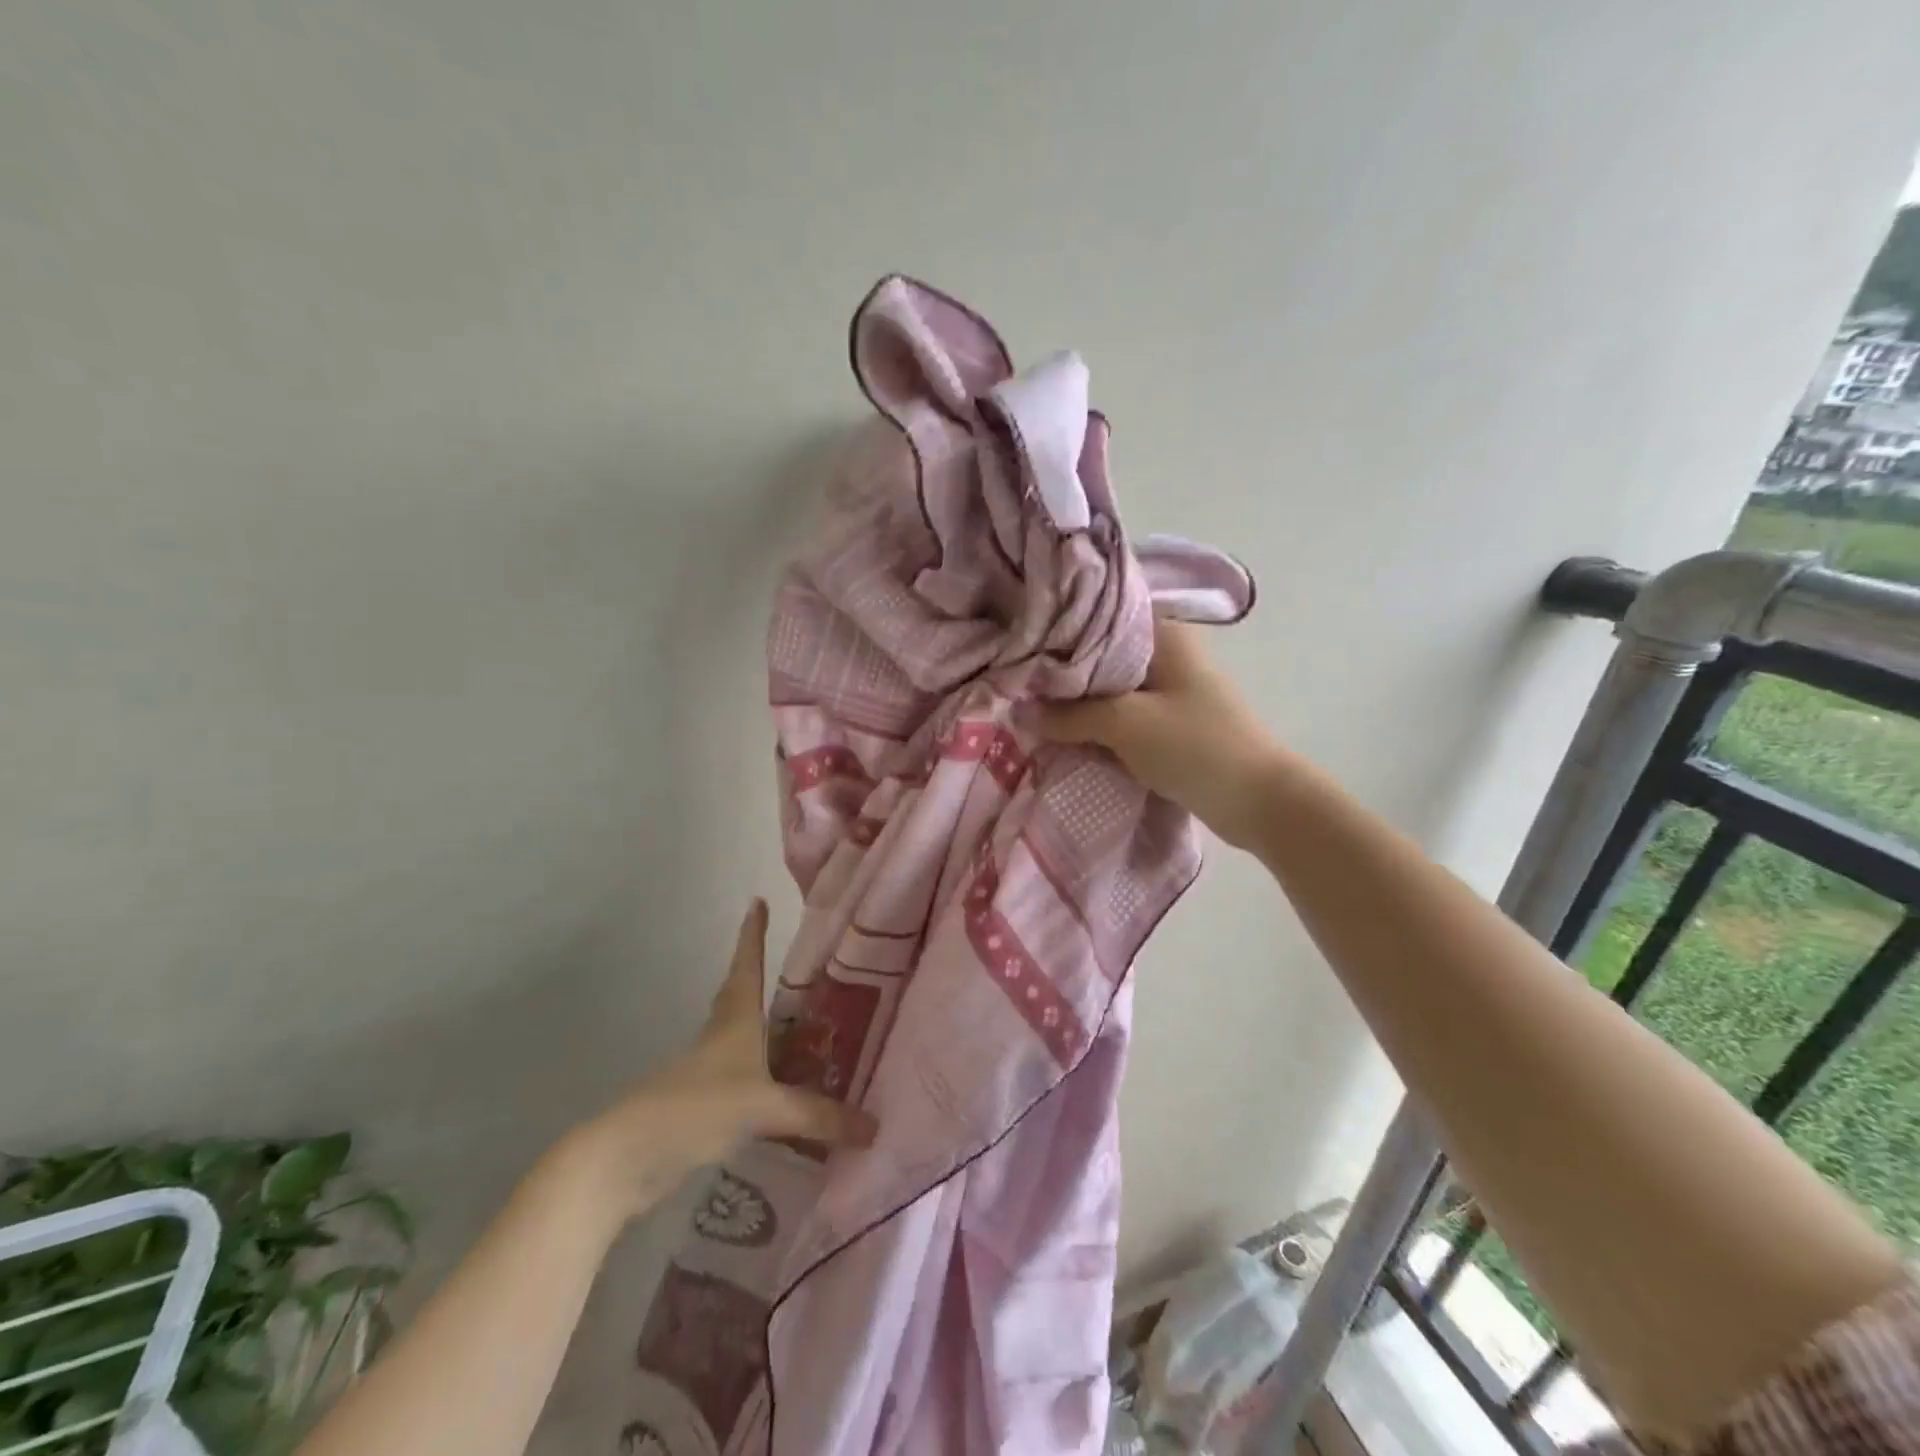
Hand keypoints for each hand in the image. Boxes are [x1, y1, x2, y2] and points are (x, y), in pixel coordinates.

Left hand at [558, 900, 876, 1224]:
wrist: (627, 1158)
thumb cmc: (696, 1108)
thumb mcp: (763, 1108)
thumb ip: (817, 1116)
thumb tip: (875, 1127)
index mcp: (735, 1020)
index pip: (747, 965)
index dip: (753, 934)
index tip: (757, 901)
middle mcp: (720, 1038)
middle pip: (740, 997)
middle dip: (758, 977)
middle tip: (794, 971)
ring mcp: (706, 1073)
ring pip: (740, 1039)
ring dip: (764, 1030)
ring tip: (800, 1031)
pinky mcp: (700, 1107)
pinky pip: (741, 1081)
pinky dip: (763, 1078)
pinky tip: (783, 1093)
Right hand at [1037, 618, 1283, 849]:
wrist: (1259, 801)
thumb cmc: (1195, 747)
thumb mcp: (1126, 724)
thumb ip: (1069, 715)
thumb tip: (1018, 712)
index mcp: (1164, 635)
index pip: (1099, 617)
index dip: (1058, 631)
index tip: (1020, 646)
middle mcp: (1167, 653)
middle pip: (1101, 656)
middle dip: (1062, 674)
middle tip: (1015, 683)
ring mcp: (1171, 690)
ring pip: (1109, 689)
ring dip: (1078, 704)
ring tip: (1030, 710)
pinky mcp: (1170, 723)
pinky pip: (1122, 716)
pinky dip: (1097, 725)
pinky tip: (1065, 734)